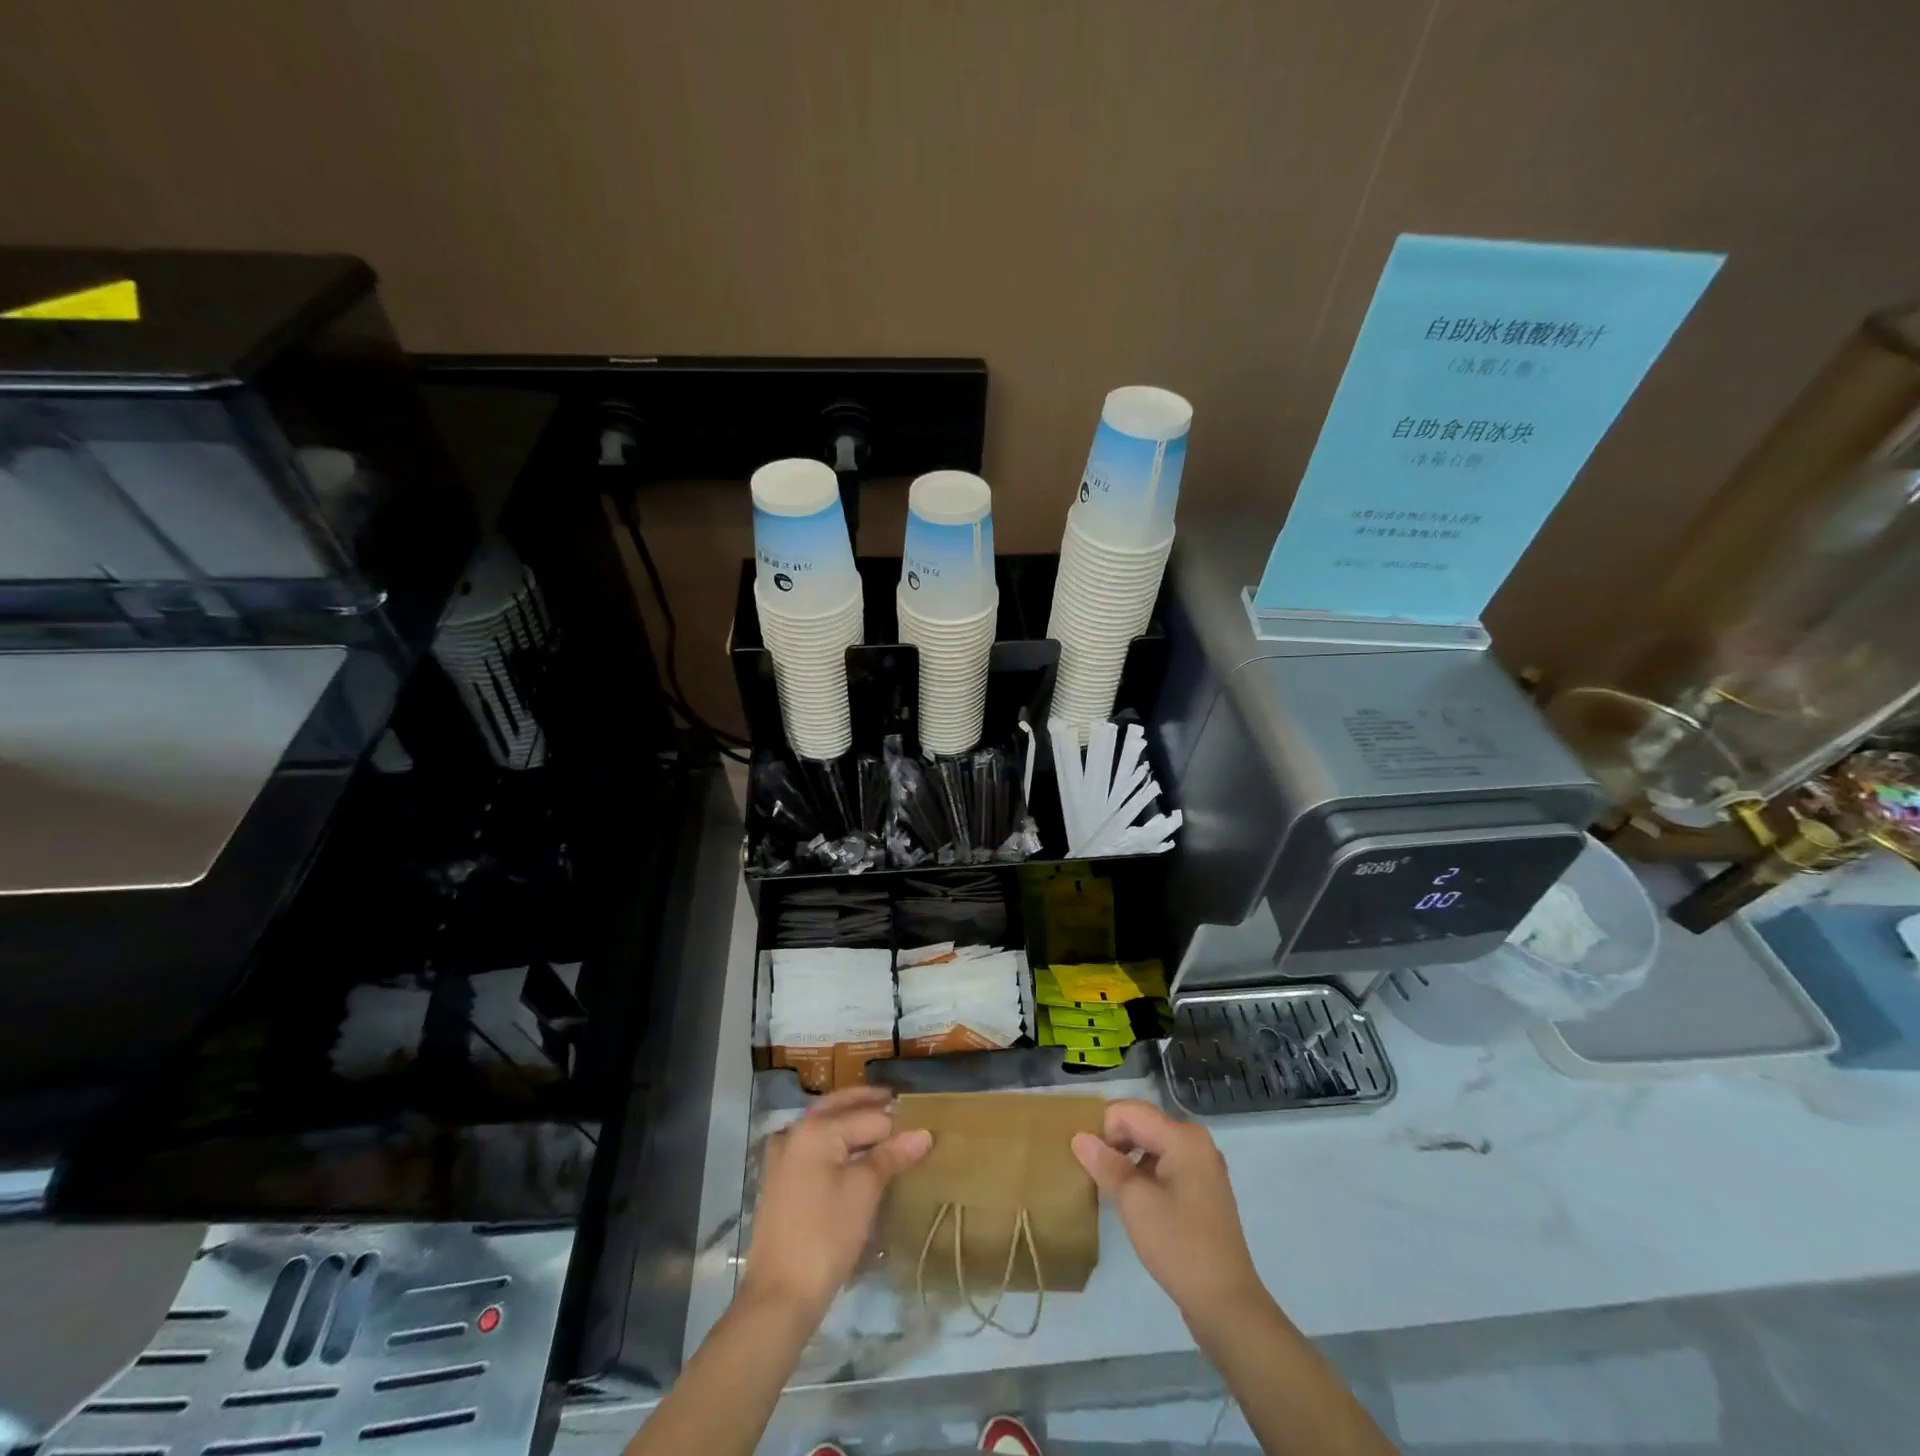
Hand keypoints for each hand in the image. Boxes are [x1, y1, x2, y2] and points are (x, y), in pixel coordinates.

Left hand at [742, 1086, 932, 1321]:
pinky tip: (852, 1153)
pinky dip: (835, 1141)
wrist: (779, 1296)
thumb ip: (892, 1156)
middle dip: (868, 1104)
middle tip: (899, 1104)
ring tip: (882, 1128)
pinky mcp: (780, 1180)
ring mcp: (783, 1156)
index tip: (920, 1125)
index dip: (896, 1124)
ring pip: (825, 1125)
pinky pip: (814, 1146)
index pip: (868, 1116)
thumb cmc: (826, 1236)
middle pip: (840, 1107)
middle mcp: (795, 1132)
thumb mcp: (864, 1192)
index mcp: (815, 1129)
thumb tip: (924, 1133)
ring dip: (851, 1121)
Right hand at [1072, 1099, 1266, 1322]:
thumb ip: (1105, 1164)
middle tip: (1093, 1173)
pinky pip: (1163, 1165)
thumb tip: (1079, 1137)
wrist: (1226, 1305)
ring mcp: (1201, 1166)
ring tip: (1108, 1186)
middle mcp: (1195, 1142)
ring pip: (1151, 1145)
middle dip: (1113, 1142)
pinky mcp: (1201, 1189)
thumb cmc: (1179, 1246)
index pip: (1128, 1111)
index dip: (1102, 1129)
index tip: (1088, 1161)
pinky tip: (1131, 1200)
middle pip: (1141, 1124)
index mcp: (1183, 1137)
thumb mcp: (1135, 1202)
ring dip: (1126, 1158)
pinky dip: (1143, 1173)